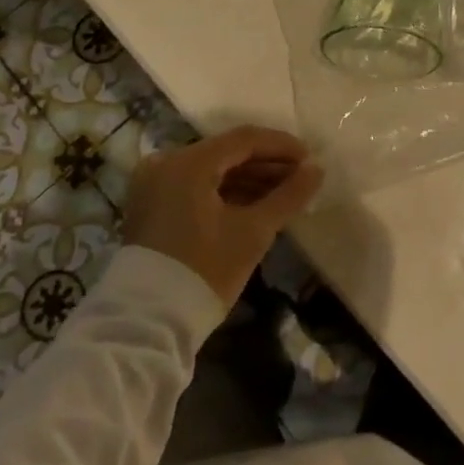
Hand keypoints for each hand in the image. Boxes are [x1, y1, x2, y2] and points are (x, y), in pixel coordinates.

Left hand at [122, 127, 323, 305]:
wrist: (147, 325)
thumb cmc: (205, 271)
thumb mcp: (253, 232)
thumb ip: (288, 196)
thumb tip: (317, 169)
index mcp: (188, 162)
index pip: (244, 139)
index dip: (281, 146)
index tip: (310, 159)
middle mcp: (166, 163)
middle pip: (227, 152)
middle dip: (266, 163)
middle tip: (300, 177)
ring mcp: (154, 184)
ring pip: (211, 169)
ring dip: (248, 178)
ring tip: (283, 192)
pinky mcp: (151, 206)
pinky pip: (195, 185)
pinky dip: (224, 191)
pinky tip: (253, 204)